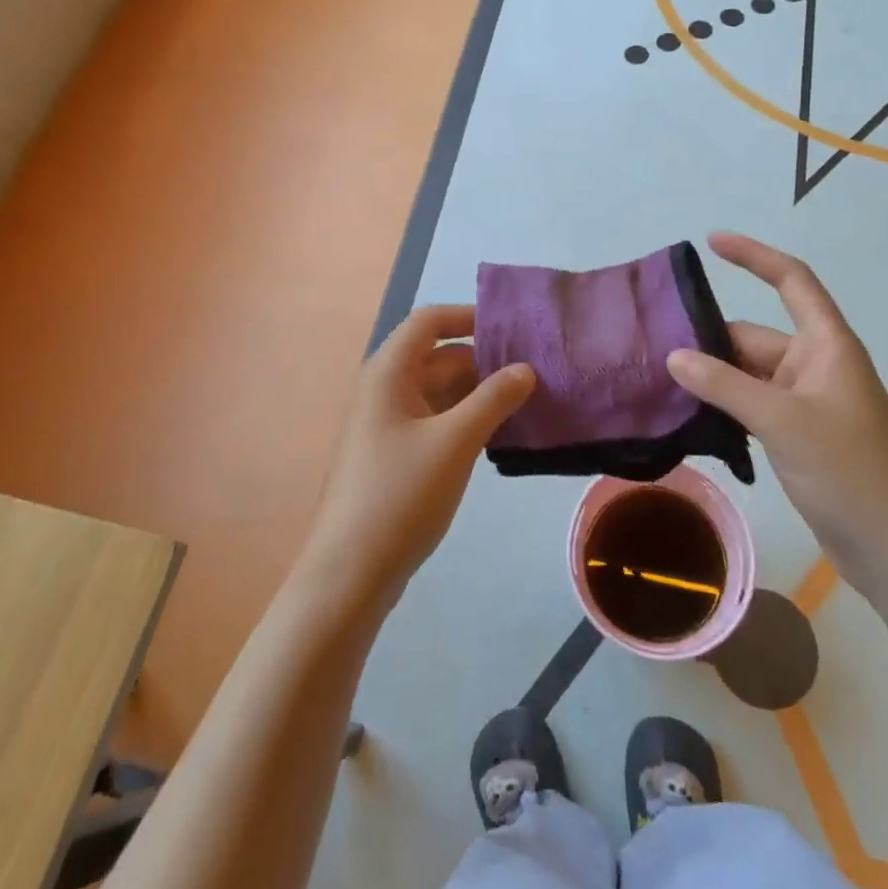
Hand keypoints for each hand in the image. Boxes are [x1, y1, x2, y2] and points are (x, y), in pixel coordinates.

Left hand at [302, 305, 534, 610]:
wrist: (350, 572)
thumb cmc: (400, 494)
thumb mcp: (455, 442)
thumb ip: (493, 399)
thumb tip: (525, 368)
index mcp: (389, 372)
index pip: (430, 321)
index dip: (469, 316)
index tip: (513, 327)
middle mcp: (387, 389)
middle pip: (440, 356)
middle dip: (485, 360)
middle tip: (537, 370)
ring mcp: (390, 424)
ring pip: (442, 391)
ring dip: (480, 393)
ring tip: (530, 399)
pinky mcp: (398, 454)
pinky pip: (438, 421)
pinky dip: (467, 420)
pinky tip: (501, 433)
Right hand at [665, 232, 887, 593]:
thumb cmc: (849, 472)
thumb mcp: (782, 420)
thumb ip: (723, 385)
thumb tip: (674, 356)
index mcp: (825, 345)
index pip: (791, 280)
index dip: (753, 256)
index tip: (711, 242)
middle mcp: (816, 366)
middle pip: (754, 337)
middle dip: (709, 341)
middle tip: (652, 350)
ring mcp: (808, 403)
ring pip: (748, 375)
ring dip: (713, 379)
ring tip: (658, 383)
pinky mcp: (799, 437)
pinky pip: (753, 406)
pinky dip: (724, 408)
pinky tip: (688, 420)